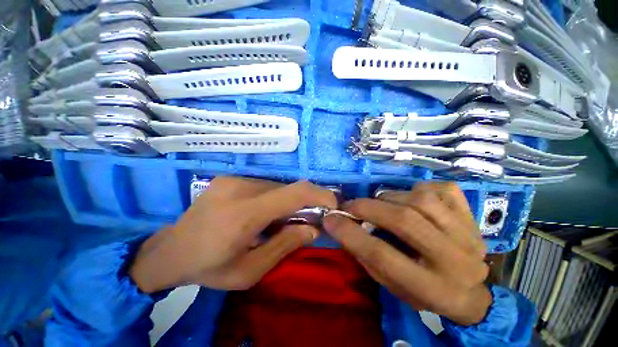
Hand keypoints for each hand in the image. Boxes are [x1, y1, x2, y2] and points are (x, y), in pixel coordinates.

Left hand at [129, 177, 336, 292]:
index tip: (332, 204)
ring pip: (277, 187)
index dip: (319, 194)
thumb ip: (285, 246)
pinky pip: (264, 185)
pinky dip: (273, 198)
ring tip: (276, 221)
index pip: (293, 193)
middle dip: (303, 204)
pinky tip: (262, 213)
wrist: (170, 251)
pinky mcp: (230, 177)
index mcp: (243, 214)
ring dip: (285, 202)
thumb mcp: (250, 271)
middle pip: (287, 190)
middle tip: (303, 222)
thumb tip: (313, 228)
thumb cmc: (209, 267)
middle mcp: (240, 188)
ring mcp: (233, 179)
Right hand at [323, 182, 490, 325]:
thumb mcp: (393, 287)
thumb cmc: (426, 294)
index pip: (382, 255)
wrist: (473, 293)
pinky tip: (411, 198)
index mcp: (433, 288)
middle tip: (349, 205)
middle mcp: (455, 259)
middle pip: (403, 221)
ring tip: (380, 203)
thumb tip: (345, 226)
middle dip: (367, 208)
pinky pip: (441, 189)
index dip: (350, 234)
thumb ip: (368, 257)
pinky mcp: (471, 215)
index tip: (330, 219)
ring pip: (420, 199)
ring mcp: (467, 233)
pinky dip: (418, 189)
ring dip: (390, 197)